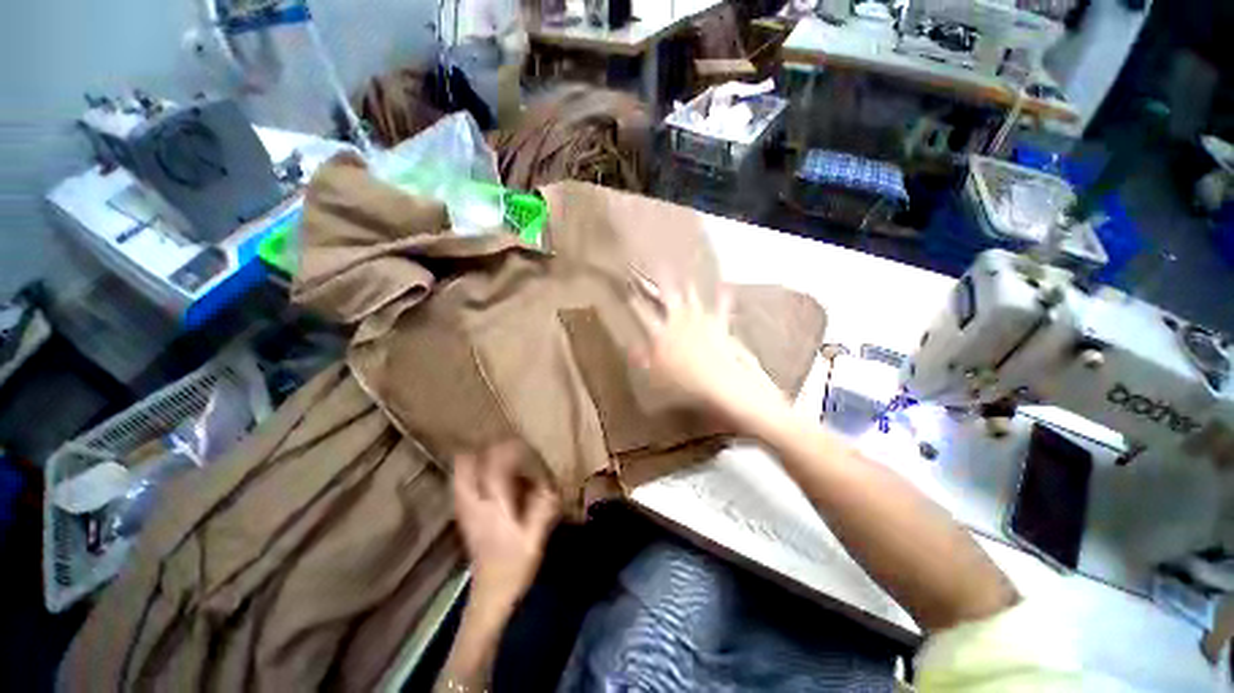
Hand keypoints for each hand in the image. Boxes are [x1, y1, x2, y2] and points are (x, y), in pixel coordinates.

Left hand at [453, 442, 558, 614]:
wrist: (489, 597)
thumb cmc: (513, 568)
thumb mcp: (534, 539)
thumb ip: (543, 509)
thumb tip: (552, 484)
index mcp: (492, 508)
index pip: (493, 467)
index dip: (506, 449)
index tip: (520, 440)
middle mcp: (472, 504)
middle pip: (465, 465)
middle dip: (482, 447)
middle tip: (501, 440)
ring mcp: (464, 510)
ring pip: (459, 473)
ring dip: (474, 456)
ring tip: (493, 449)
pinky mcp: (463, 516)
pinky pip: (461, 484)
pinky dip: (470, 471)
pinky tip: (485, 473)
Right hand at [632, 283, 791, 436]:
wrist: (719, 382)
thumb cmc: (683, 383)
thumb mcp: (655, 376)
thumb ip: (642, 359)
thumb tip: (631, 349)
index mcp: (661, 332)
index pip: (643, 313)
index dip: (635, 301)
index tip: (629, 291)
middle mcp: (679, 320)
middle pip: (667, 296)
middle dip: (660, 282)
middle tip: (656, 268)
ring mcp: (700, 320)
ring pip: (691, 296)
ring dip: (687, 285)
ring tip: (685, 274)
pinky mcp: (719, 325)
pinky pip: (721, 307)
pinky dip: (724, 297)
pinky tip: (726, 286)